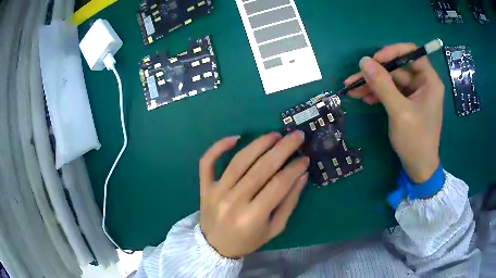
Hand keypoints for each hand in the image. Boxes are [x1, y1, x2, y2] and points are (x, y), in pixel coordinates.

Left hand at [199, 132, 308, 258]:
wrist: (215, 246)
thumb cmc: (248, 240)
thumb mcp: (274, 228)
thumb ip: (289, 203)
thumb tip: (301, 175)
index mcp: (253, 216)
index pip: (278, 184)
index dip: (294, 169)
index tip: (305, 158)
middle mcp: (234, 201)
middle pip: (261, 168)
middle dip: (282, 149)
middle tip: (296, 135)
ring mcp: (216, 192)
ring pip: (239, 161)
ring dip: (259, 144)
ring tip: (275, 135)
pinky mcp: (205, 187)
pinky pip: (208, 162)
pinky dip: (218, 147)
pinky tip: (235, 138)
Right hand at [345, 43, 443, 182]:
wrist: (418, 168)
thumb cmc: (415, 141)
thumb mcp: (399, 112)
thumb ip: (383, 85)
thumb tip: (363, 61)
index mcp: (429, 81)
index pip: (411, 52)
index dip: (392, 52)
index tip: (374, 60)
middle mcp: (423, 83)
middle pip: (397, 67)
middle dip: (376, 72)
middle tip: (354, 78)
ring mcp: (415, 93)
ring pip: (391, 79)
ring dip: (373, 84)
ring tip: (352, 90)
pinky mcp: (407, 102)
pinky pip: (391, 91)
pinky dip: (378, 93)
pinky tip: (364, 98)